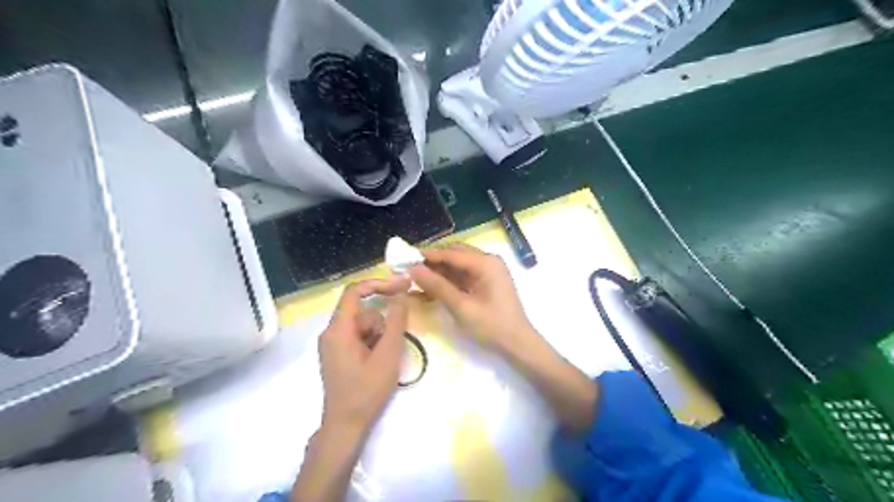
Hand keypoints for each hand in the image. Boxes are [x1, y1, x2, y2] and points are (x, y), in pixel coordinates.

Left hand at [318, 277, 406, 432]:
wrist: (346, 426)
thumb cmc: (366, 391)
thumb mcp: (387, 355)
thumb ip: (395, 322)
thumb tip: (400, 295)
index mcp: (338, 329)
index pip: (355, 291)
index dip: (380, 284)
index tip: (403, 286)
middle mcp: (331, 332)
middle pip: (363, 312)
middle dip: (382, 324)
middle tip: (390, 347)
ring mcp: (333, 344)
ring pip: (363, 325)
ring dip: (378, 337)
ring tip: (382, 361)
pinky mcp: (337, 354)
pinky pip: (359, 337)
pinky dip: (372, 344)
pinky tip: (376, 364)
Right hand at [409, 244, 536, 353]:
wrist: (517, 344)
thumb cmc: (491, 326)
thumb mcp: (461, 307)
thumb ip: (437, 286)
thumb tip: (413, 269)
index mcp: (485, 263)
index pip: (451, 254)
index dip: (427, 256)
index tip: (404, 258)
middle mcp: (488, 261)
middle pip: (454, 255)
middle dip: (432, 262)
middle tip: (409, 270)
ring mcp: (488, 272)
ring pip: (457, 266)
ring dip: (439, 272)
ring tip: (416, 280)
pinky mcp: (487, 282)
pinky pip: (463, 276)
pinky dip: (448, 281)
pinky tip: (431, 289)